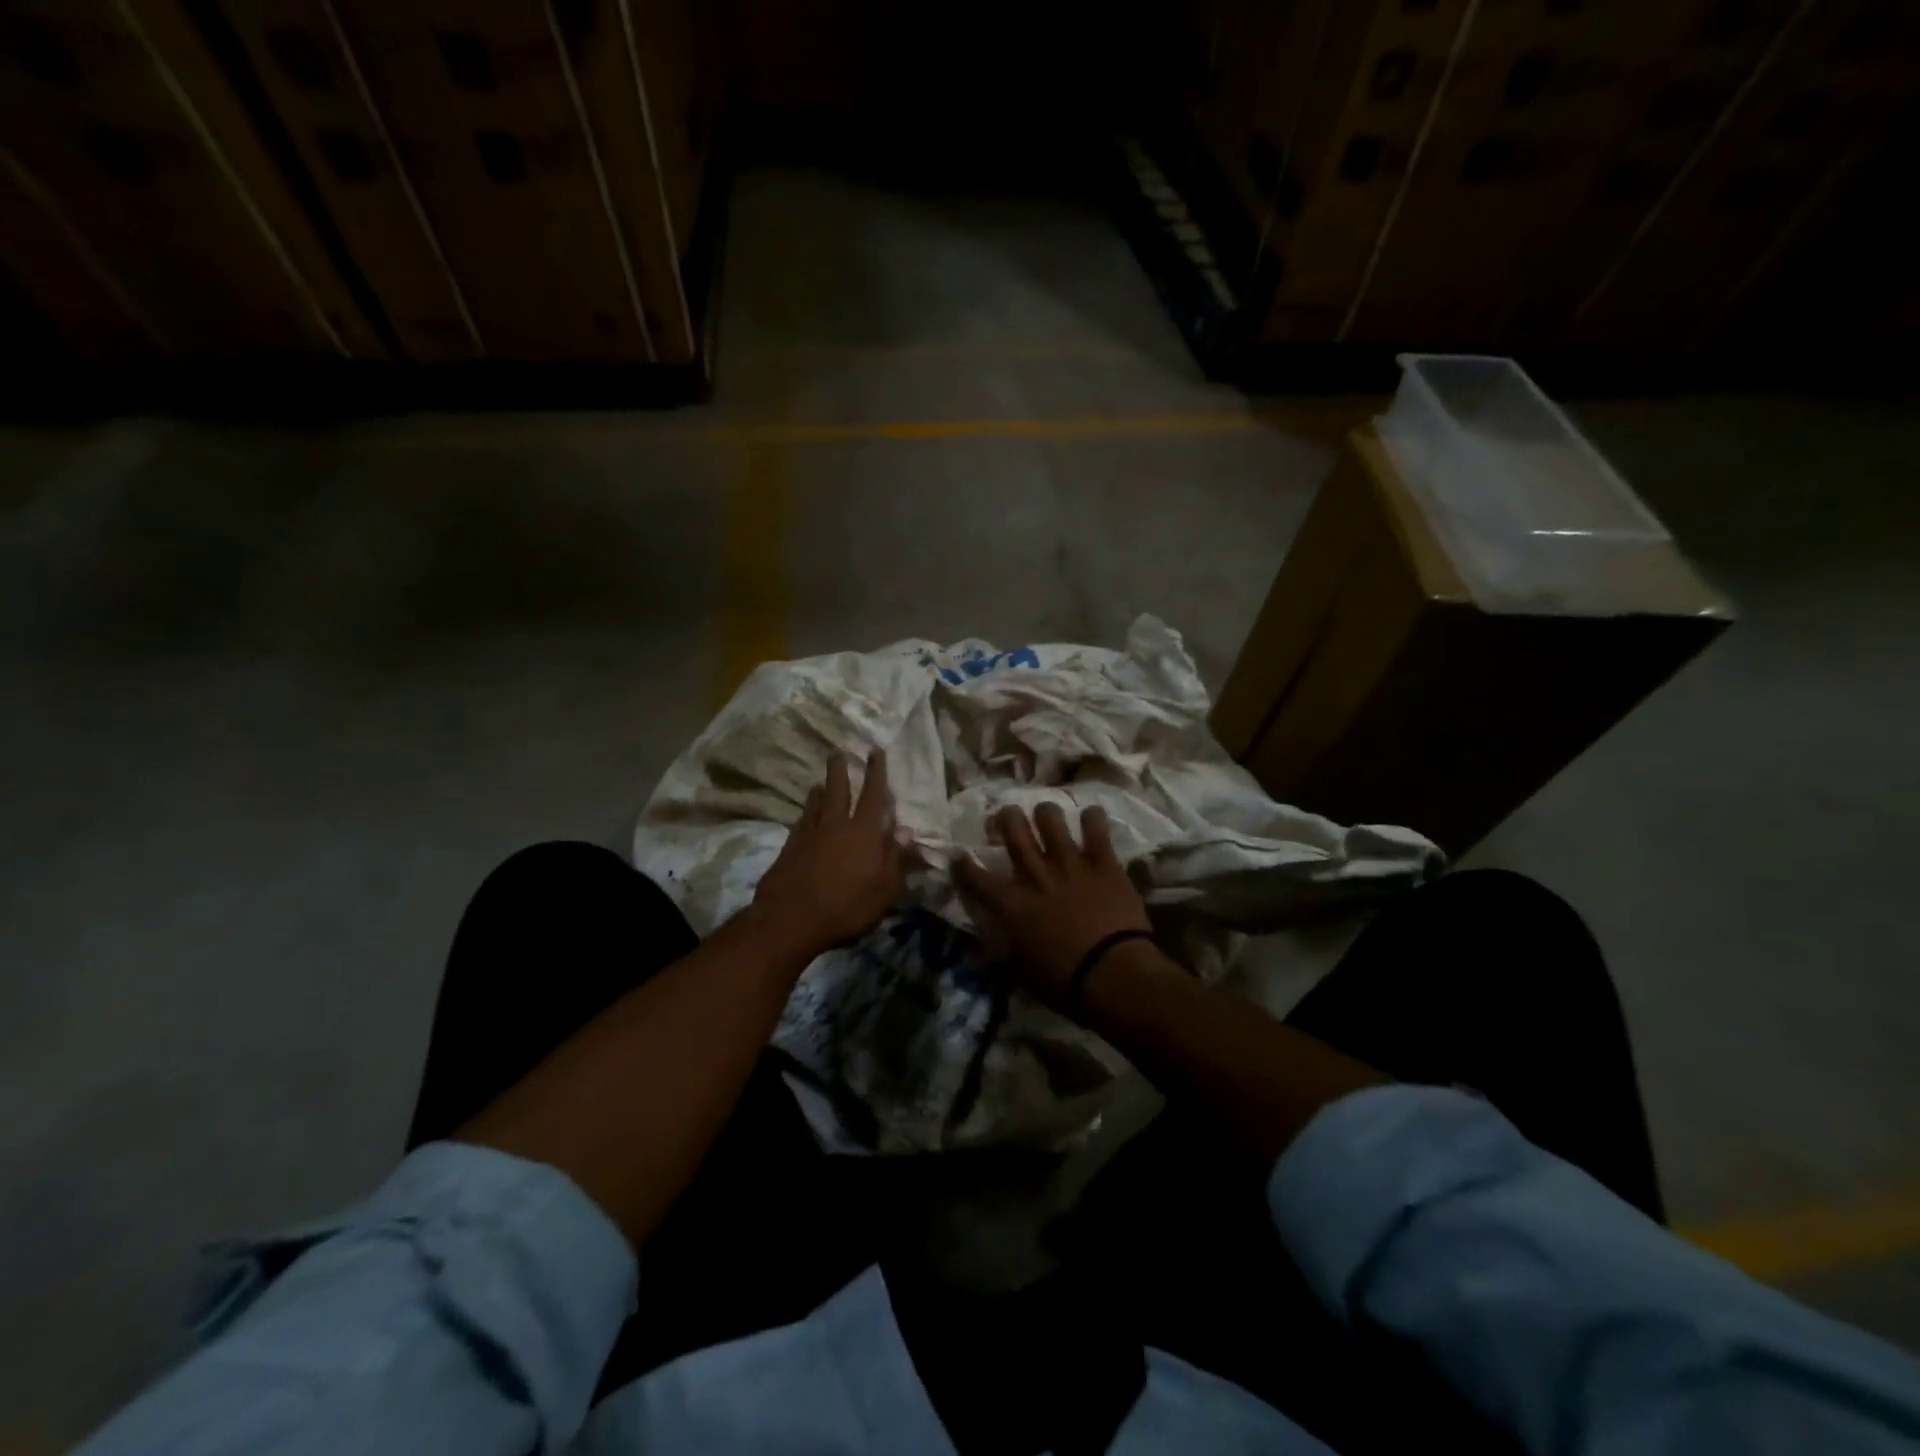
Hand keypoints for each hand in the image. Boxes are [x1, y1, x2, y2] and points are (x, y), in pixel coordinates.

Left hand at [750, 748, 910, 960]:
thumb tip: (907, 831)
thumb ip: (897, 859)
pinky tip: (805, 813)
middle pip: (839, 790)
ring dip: (821, 789)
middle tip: (838, 751)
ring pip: (817, 803)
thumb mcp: (885, 890)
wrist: (791, 920)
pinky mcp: (790, 848)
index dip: (876, 772)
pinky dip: (806, 811)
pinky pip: (801, 821)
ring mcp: (810, 835)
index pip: (874, 795)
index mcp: (865, 833)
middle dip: (841, 769)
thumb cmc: (847, 907)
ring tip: (821, 781)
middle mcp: (837, 825)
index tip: (875, 751)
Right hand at [954, 802, 1151, 1004]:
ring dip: (1046, 813)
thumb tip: (975, 959)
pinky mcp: (1103, 864)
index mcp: (1012, 904)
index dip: (964, 865)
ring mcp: (1070, 865)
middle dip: (1006, 818)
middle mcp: (1036, 876)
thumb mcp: (1022, 973)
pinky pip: (1096, 830)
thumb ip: (999, 957)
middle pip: (1013, 832)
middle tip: (1006, 815)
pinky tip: (1091, 815)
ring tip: (1046, 813)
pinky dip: (1093, 819)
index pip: (978, 877)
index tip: (960, 855)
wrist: (1112, 974)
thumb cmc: (1064, 982)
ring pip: (1051, 821)